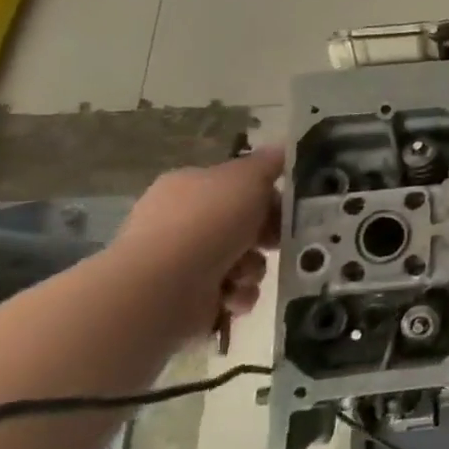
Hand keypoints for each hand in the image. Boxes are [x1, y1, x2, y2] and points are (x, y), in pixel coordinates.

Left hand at [110, 147, 282, 327]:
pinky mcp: (187, 299)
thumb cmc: (207, 222)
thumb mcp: (246, 179)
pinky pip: (230, 293)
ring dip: (253, 270)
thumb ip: (267, 164)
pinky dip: (237, 295)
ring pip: (242, 262)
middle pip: (243, 227)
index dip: (267, 198)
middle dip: (264, 239)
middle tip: (274, 244)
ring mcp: (182, 262)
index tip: (285, 210)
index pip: (237, 188)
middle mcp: (182, 222)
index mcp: (189, 188)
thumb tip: (281, 150)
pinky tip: (231, 295)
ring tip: (243, 275)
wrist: (163, 286)